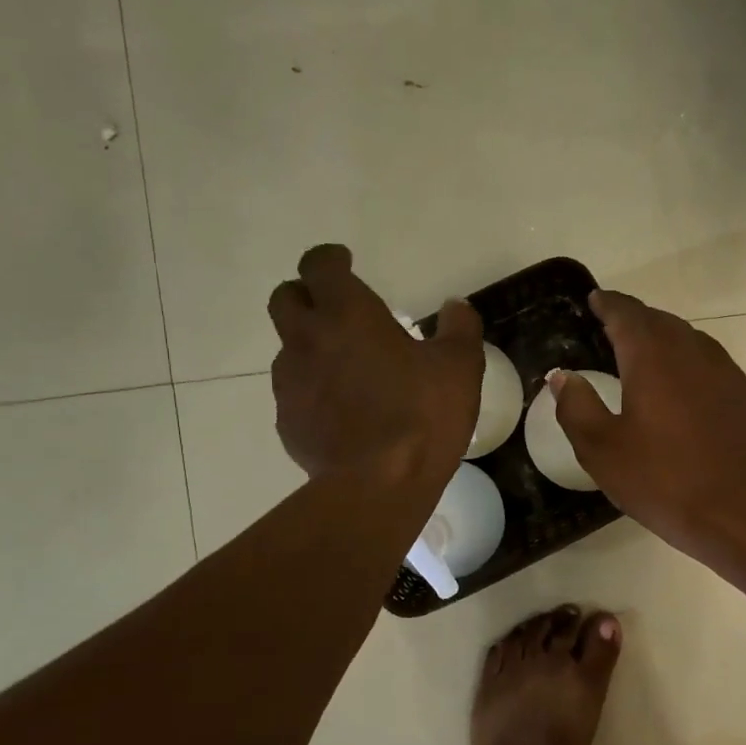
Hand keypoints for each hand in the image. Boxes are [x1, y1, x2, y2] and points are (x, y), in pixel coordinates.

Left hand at [269, 245, 483, 485]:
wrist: (378, 485)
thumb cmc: (422, 415)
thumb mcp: (460, 367)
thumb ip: (459, 328)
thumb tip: (455, 306)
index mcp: (347, 314)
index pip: (319, 265)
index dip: (330, 259)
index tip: (346, 263)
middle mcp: (307, 340)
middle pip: (285, 298)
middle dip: (306, 295)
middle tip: (336, 310)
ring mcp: (290, 383)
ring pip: (288, 348)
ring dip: (310, 346)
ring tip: (345, 368)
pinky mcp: (287, 421)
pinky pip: (294, 392)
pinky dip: (313, 390)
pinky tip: (341, 411)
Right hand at [551, 290, 745, 558]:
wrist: (742, 511)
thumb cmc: (664, 480)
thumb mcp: (603, 450)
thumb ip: (577, 407)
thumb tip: (562, 376)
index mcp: (652, 357)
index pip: (626, 313)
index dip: (607, 304)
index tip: (594, 300)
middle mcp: (691, 351)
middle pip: (658, 320)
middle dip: (633, 318)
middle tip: (611, 327)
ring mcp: (723, 371)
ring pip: (687, 338)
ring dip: (661, 337)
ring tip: (641, 352)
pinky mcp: (743, 394)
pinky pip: (707, 360)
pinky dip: (685, 359)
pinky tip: (679, 383)